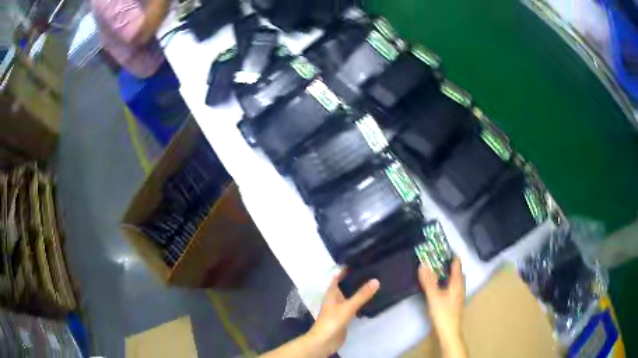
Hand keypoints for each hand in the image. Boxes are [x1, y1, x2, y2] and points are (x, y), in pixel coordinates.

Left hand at [305, 269, 379, 355]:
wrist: (325, 341)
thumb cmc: (332, 321)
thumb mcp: (348, 306)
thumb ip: (361, 295)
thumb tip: (376, 280)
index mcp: (331, 293)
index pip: (338, 276)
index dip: (346, 269)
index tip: (359, 261)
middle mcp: (335, 298)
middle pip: (345, 286)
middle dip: (355, 279)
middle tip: (371, 271)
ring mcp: (339, 308)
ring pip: (350, 296)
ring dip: (359, 291)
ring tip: (374, 283)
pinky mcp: (344, 317)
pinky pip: (353, 306)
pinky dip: (360, 302)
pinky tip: (371, 300)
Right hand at [419, 257, 466, 356]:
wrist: (449, 331)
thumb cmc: (443, 313)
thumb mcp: (434, 296)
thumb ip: (428, 281)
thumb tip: (423, 263)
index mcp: (457, 282)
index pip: (456, 262)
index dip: (449, 254)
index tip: (437, 248)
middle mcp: (460, 285)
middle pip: (456, 270)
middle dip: (445, 263)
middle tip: (432, 258)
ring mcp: (458, 293)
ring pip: (453, 278)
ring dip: (445, 273)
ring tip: (432, 270)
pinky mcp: (454, 300)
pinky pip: (451, 285)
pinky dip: (444, 281)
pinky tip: (436, 286)